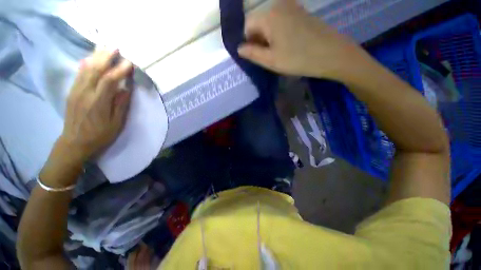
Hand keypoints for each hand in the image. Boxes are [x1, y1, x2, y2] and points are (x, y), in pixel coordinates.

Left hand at [60, 49, 132, 161]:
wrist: (75, 142)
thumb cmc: (100, 135)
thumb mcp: (116, 124)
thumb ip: (120, 105)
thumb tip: (126, 89)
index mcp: (98, 102)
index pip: (109, 80)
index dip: (119, 70)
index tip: (129, 63)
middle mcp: (84, 93)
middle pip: (95, 70)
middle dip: (106, 57)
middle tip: (116, 47)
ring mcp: (76, 91)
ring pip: (86, 69)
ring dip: (96, 57)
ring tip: (104, 48)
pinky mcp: (72, 92)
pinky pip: (79, 74)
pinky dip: (86, 64)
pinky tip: (90, 59)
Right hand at [238, 0, 364, 78]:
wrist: (331, 54)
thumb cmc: (297, 59)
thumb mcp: (270, 60)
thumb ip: (252, 53)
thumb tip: (239, 48)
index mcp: (268, 15)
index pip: (247, 26)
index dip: (249, 42)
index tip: (258, 55)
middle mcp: (278, 4)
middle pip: (259, 22)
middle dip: (259, 39)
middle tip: (269, 56)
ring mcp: (291, 6)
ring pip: (270, 22)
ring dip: (269, 38)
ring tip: (279, 52)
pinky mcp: (300, 11)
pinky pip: (281, 21)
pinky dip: (279, 33)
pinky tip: (288, 44)